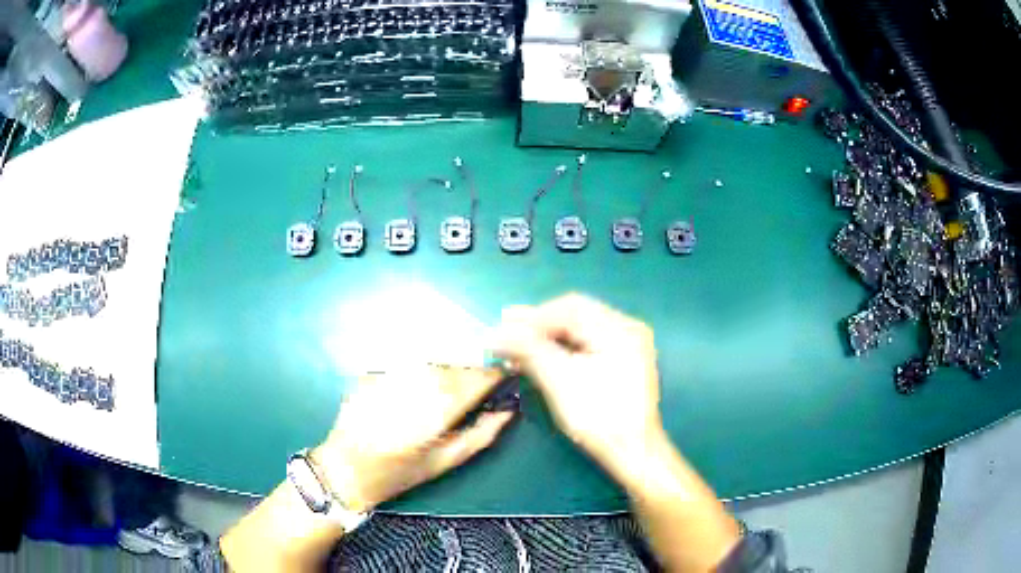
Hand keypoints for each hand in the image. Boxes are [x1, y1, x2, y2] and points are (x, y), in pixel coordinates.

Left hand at [313, 365, 513, 512]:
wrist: (345, 470)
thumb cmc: (398, 475)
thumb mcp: (443, 463)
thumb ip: (479, 436)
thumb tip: (507, 412)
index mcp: (431, 418)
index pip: (470, 384)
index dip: (490, 376)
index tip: (503, 375)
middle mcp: (410, 393)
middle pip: (451, 370)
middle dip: (470, 373)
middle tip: (479, 384)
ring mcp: (388, 380)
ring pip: (430, 364)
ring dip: (447, 371)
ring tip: (449, 389)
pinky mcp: (372, 374)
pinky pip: (408, 366)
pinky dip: (422, 372)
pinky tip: (418, 389)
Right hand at [490, 294, 662, 475]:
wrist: (633, 453)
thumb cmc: (599, 417)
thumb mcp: (560, 382)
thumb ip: (529, 350)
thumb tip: (495, 332)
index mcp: (620, 329)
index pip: (569, 308)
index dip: (532, 316)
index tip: (500, 328)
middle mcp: (627, 328)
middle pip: (575, 314)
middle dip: (538, 324)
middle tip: (504, 332)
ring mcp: (627, 344)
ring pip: (579, 328)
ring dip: (547, 335)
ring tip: (516, 345)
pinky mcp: (622, 361)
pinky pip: (587, 343)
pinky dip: (561, 347)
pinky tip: (540, 355)